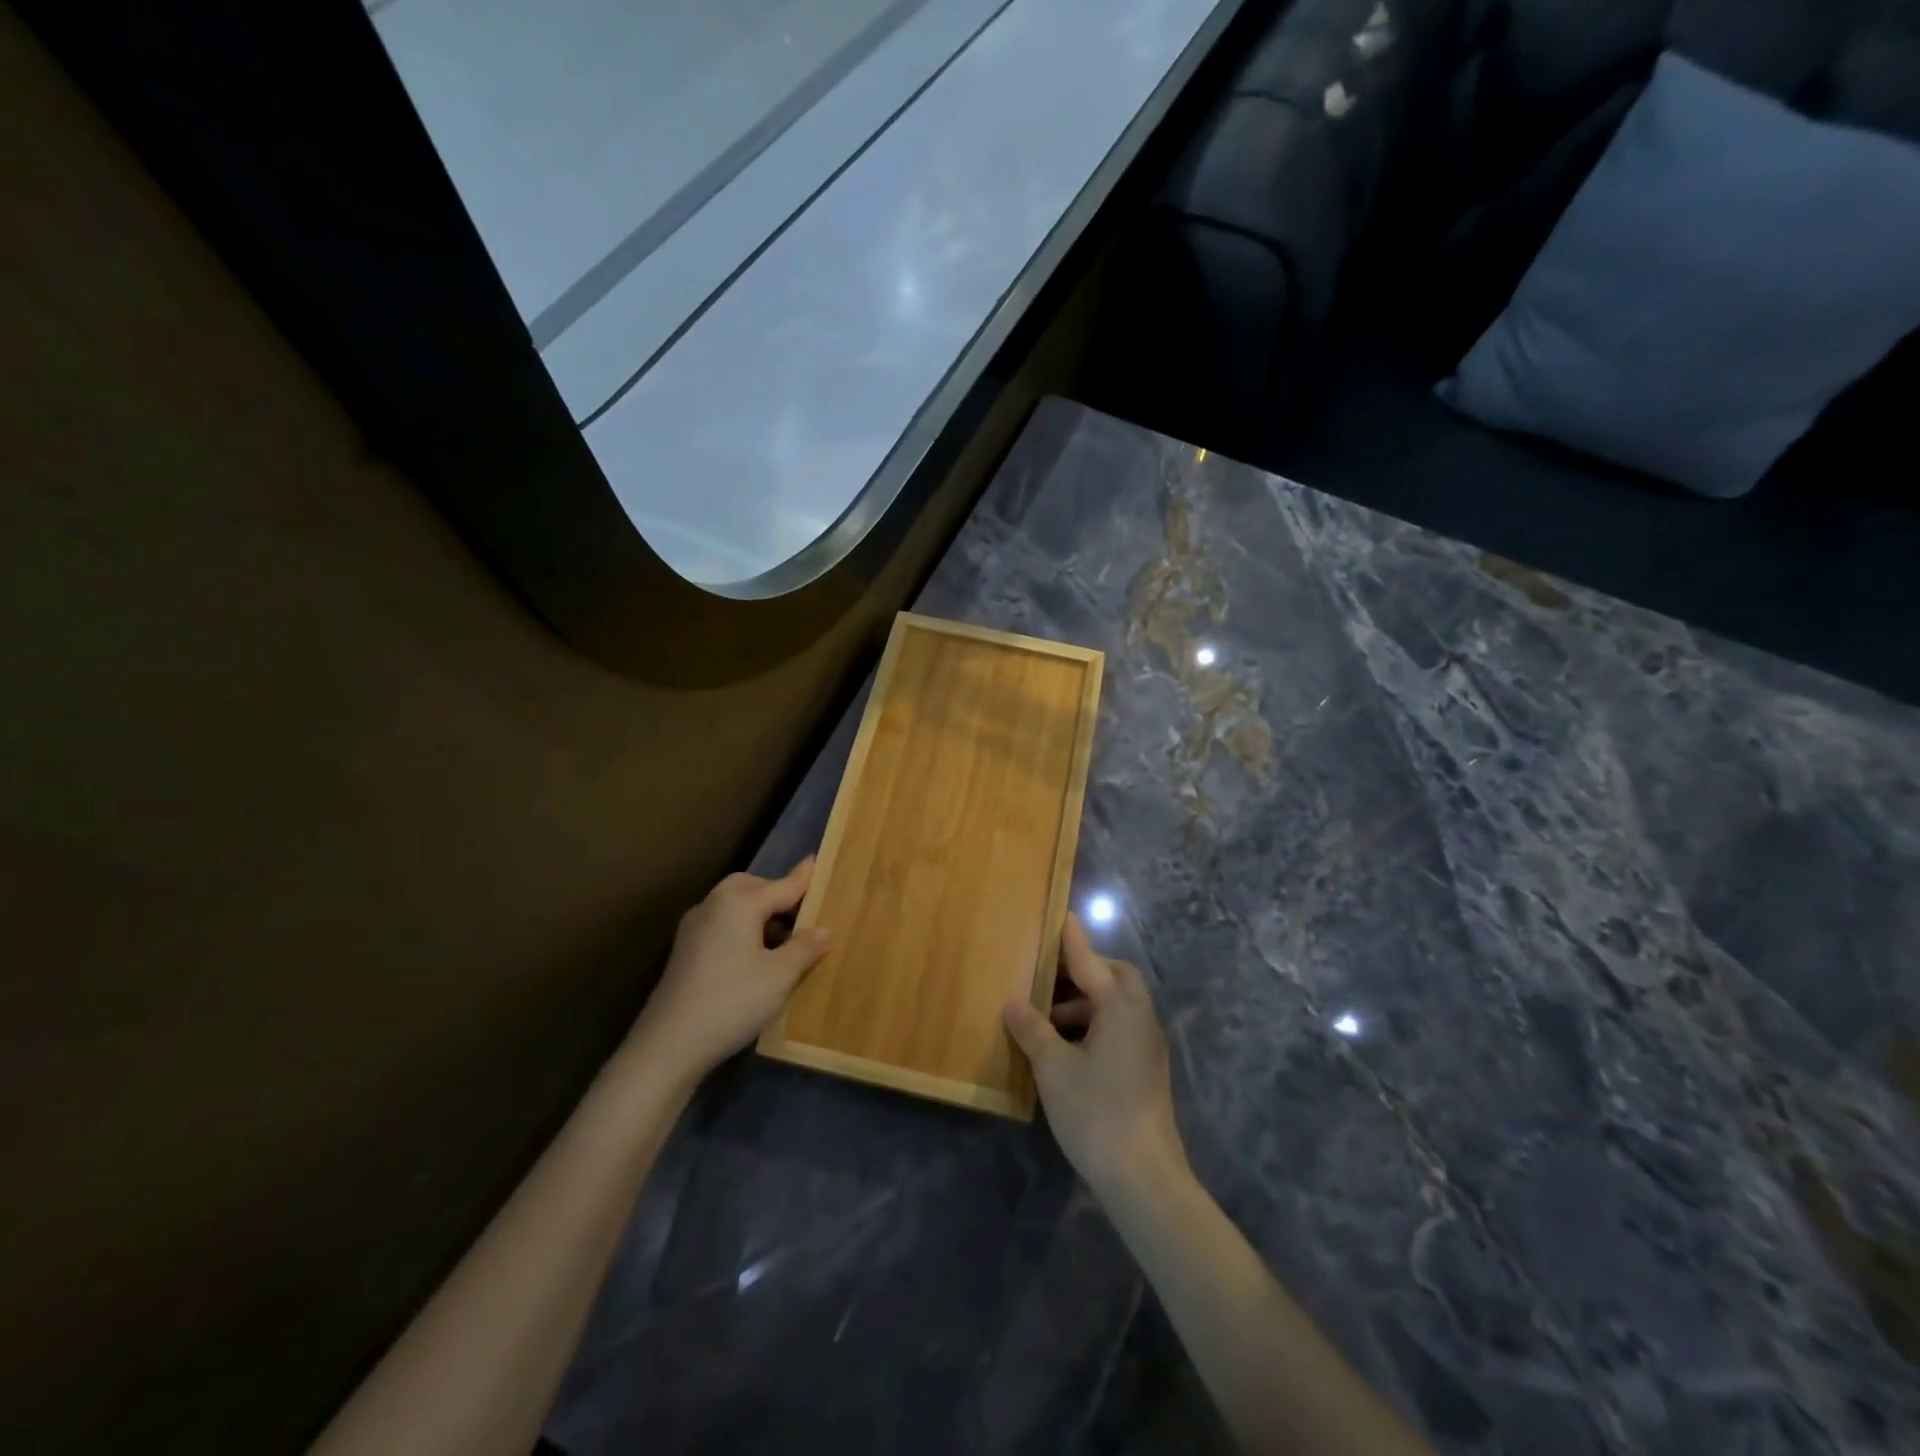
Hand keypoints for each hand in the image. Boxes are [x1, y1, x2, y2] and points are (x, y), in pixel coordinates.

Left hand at [630, 858, 829, 1084]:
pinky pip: (722, 926)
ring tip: (783, 939)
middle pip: (751, 888)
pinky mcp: (685, 952)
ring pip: (734, 907)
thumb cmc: (732, 1001)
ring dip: (759, 914)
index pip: (781, 885)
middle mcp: (713, 906)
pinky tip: (755, 957)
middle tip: (802, 912)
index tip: (817, 861)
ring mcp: (694, 929)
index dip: (803, 878)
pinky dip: (742, 930)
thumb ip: (804, 948)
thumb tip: (823, 930)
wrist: (668, 1045)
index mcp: (738, 903)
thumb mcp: (779, 976)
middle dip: (776, 894)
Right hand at [1004, 916, 1187, 1196]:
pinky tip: (1066, 1046)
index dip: (1071, 938)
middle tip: (1046, 977)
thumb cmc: (1096, 1113)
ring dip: (1084, 1001)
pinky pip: (1119, 1026)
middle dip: (1082, 971)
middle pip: (1114, 976)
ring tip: (1046, 1017)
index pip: (1089, 959)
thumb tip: (1013, 1003)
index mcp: (1120, 1005)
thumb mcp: (1054, 1068)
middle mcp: (1139, 1016)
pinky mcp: (1146, 1067)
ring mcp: (1147, 1043)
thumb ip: (1032, 1029)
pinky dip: (1093, 1023)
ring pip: (1116, 1004)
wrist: (1145, 1178)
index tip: (1061, 914)